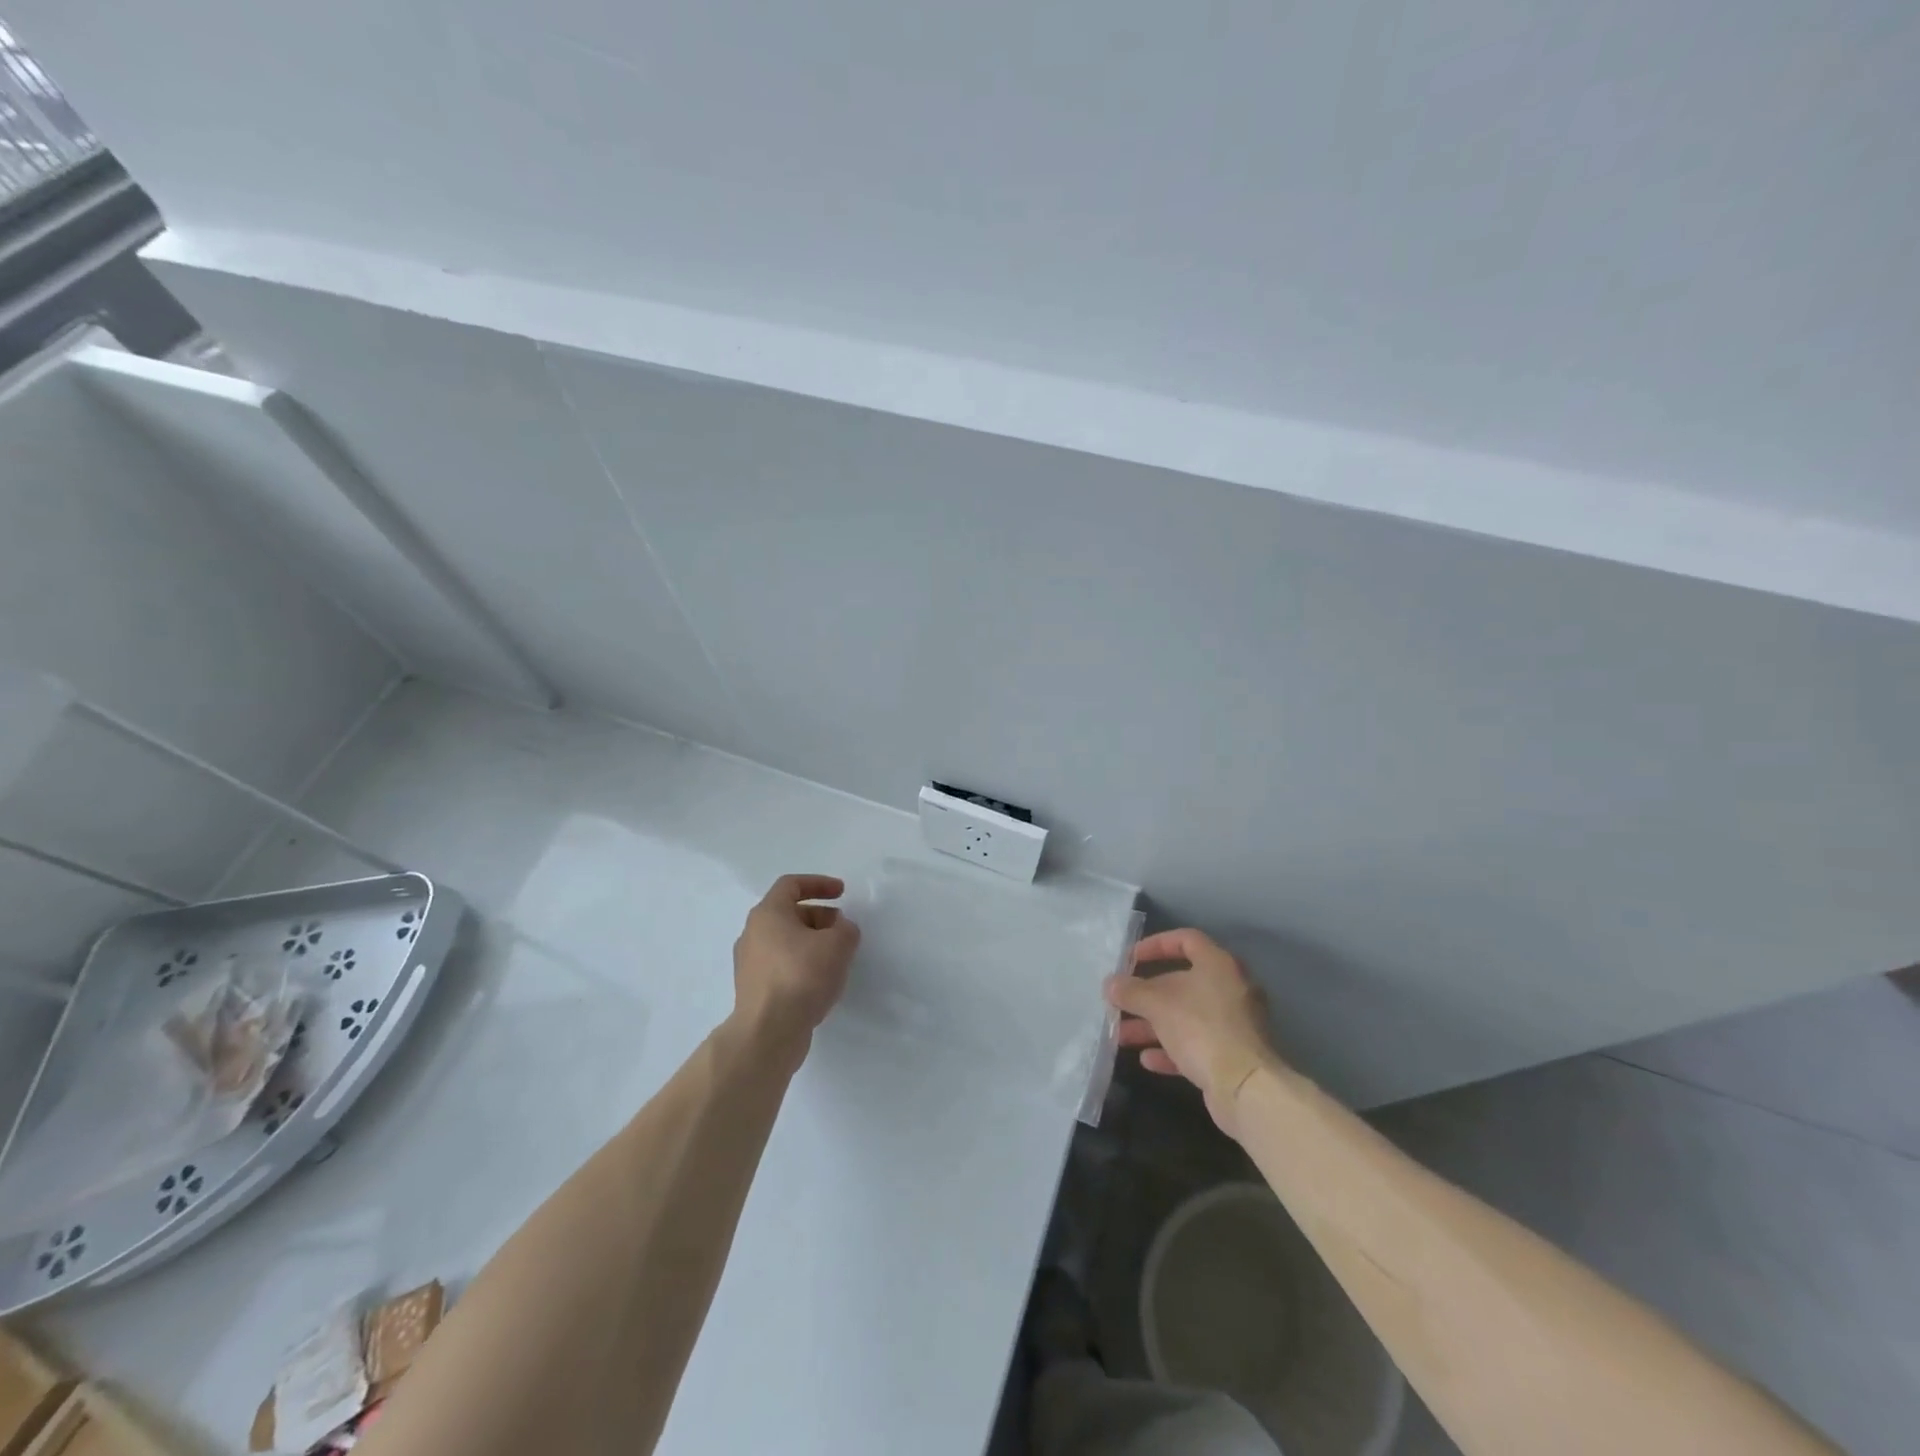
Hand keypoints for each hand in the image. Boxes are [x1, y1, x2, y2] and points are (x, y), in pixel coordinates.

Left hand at [732, 874, 860, 1058]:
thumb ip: (845, 929)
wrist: (768, 1032)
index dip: (819, 883)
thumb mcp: (838, 944)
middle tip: (843, 930)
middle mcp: (752, 934)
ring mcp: (750, 964)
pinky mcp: (754, 990)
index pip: (791, 884)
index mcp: (768, 914)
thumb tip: (840, 929)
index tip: (842, 892)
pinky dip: (802, 965)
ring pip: (785, 942)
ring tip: (837, 958)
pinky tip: (822, 982)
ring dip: (812, 943)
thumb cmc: (802, 976)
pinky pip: (782, 966)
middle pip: (789, 914)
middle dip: (820, 917)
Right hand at [1107, 928, 1284, 1138]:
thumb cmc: (1201, 1029)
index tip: (1130, 959)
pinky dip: (1171, 1049)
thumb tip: (1110, 984)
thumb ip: (1131, 991)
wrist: (1246, 1088)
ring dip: (1152, 1024)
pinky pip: (1196, 1044)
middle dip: (1146, 994)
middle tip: (1120, 1001)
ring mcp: (1233, 1024)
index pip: (1186, 940)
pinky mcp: (1232, 1055)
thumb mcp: (1158, 1004)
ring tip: (1121, 1035)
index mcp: (1218, 965)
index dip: (1155, 945)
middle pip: (1182, 982)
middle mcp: (1230, 989)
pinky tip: (1147, 1060)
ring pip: (1186, 1016)